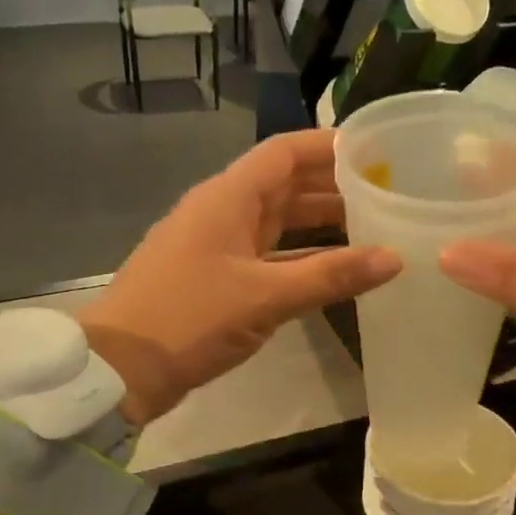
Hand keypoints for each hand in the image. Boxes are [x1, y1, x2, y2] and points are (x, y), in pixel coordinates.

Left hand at [78, 131, 400, 424]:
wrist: (120, 368)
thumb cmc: (190, 318)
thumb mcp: (265, 296)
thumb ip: (330, 276)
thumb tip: (394, 258)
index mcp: (228, 197)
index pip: (285, 153)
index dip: (329, 147)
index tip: (376, 150)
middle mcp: (222, 212)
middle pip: (284, 186)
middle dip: (332, 187)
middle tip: (386, 194)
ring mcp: (216, 246)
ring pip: (276, 223)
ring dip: (318, 225)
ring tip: (372, 229)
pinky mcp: (214, 279)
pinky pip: (266, 256)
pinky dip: (299, 259)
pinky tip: (332, 272)